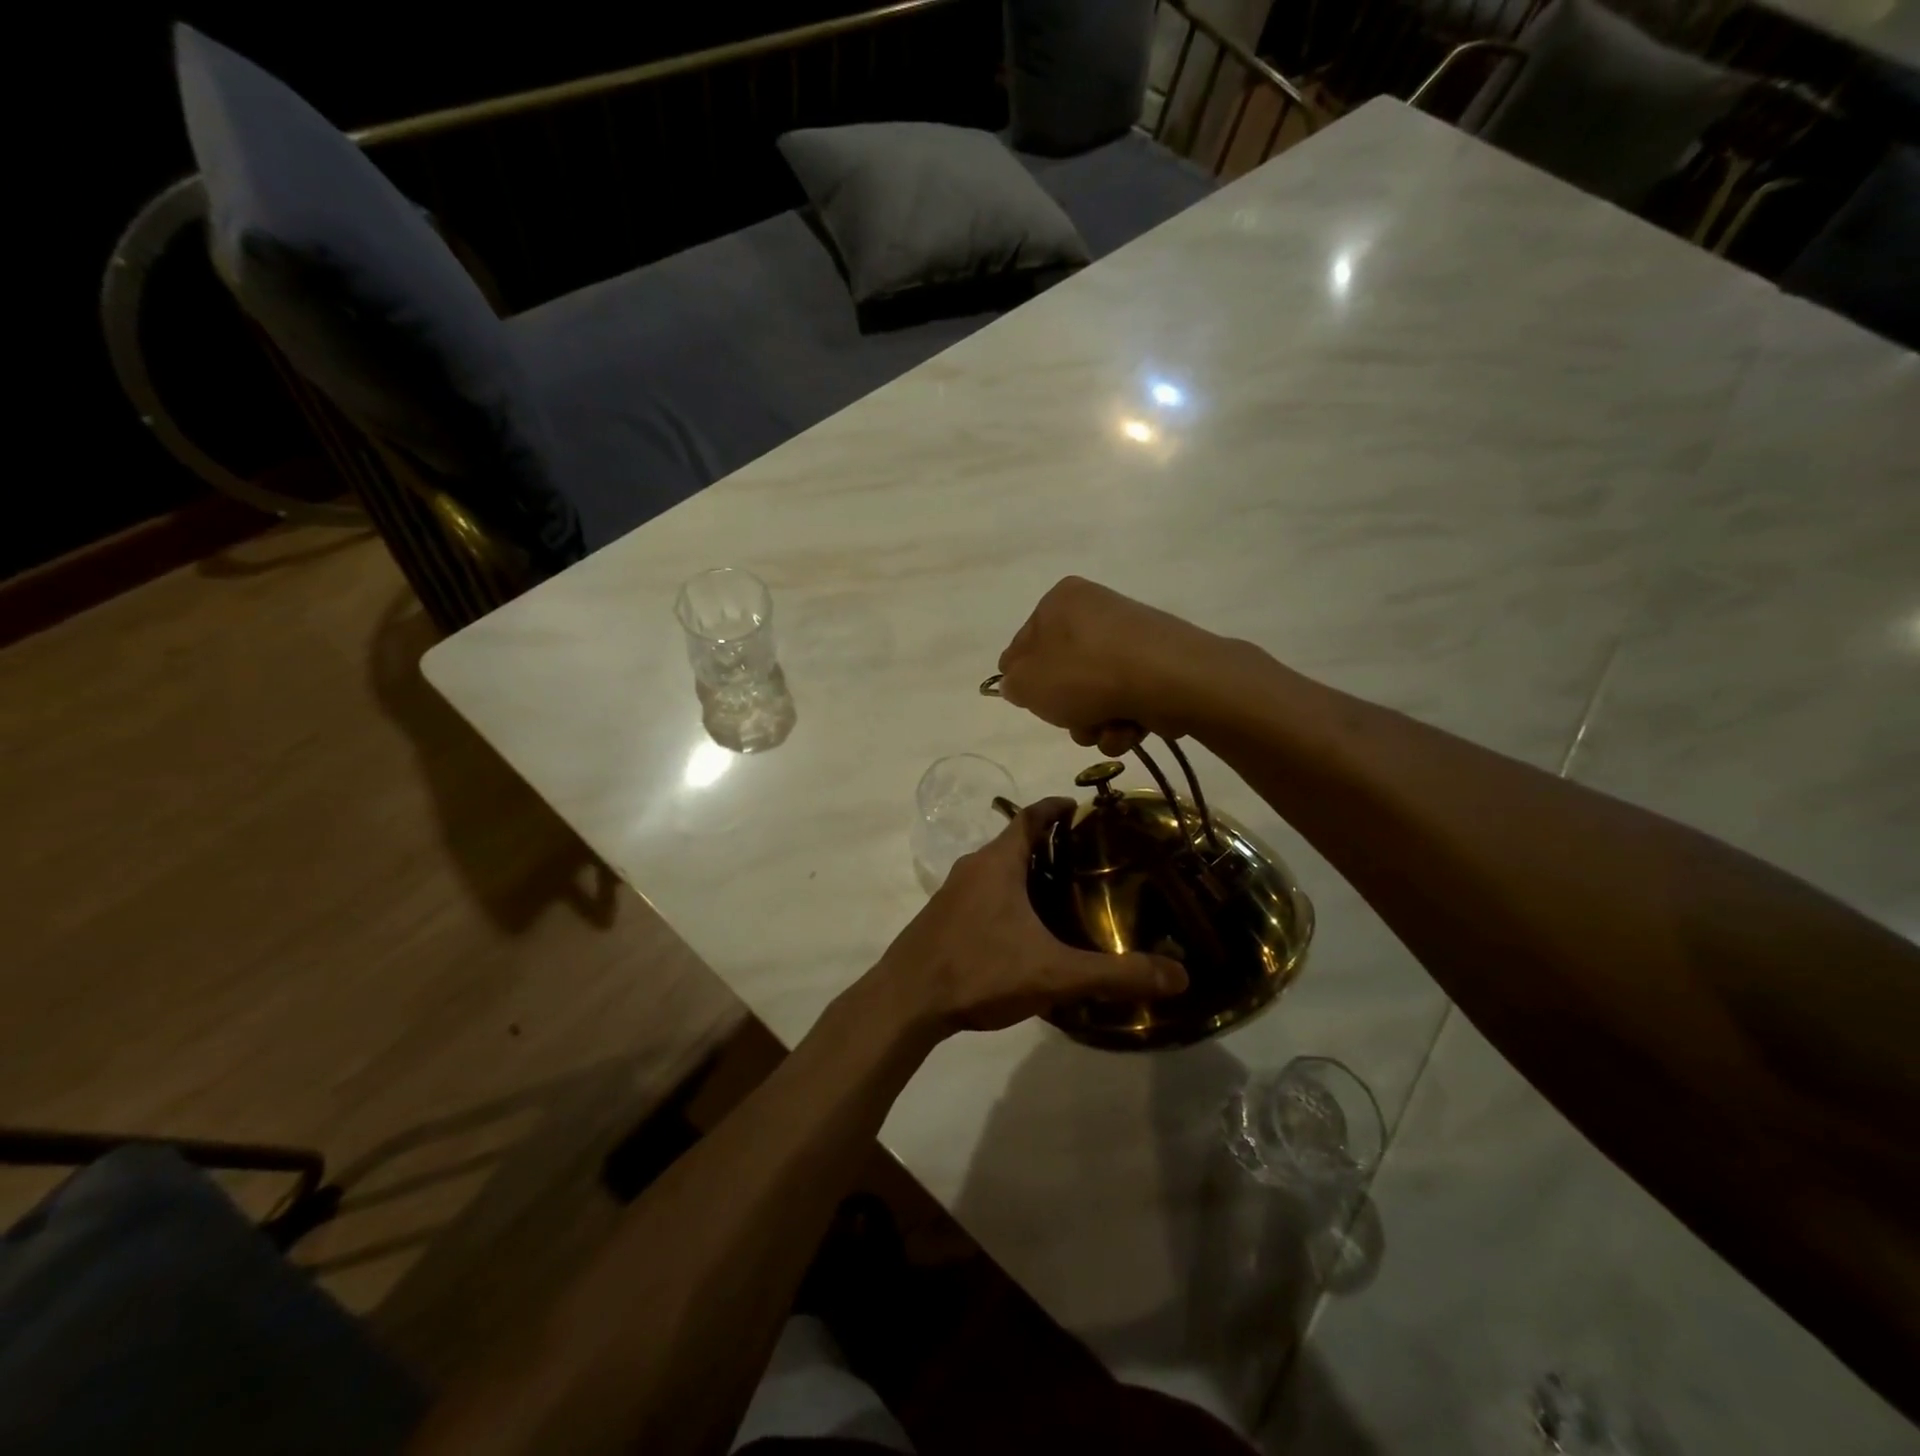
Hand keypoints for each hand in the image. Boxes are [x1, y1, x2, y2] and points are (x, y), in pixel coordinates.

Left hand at [878, 798, 1185, 1034]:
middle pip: (1012, 841)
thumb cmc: (979, 970)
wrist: (905, 1001)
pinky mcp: (941, 918)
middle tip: (1084, 859)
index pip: (1029, 817)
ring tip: (1059, 894)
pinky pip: (980, 893)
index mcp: (997, 863)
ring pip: (994, 869)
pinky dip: (1005, 897)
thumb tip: (1179, 976)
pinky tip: (1021, 930)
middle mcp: (972, 867)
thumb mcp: (1054, 973)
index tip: (1079, 807)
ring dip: (1024, 872)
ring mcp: (951, 893)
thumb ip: (1115, 975)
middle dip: (1046, 844)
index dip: (1055, 808)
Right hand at [995, 577, 1232, 754]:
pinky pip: (1125, 700)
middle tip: (1071, 719)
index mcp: (1060, 601)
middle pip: (1063, 675)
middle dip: (1066, 709)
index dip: (1023, 679)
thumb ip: (1012, 683)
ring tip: (1104, 728)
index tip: (1030, 702)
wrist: (1170, 680)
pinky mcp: (1157, 667)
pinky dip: (1123, 722)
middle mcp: (1096, 612)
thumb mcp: (1028, 682)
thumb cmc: (1086, 673)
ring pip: (1094, 695)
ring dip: (1093, 723)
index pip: (1024, 645)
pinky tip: (1129, 728)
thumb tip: (1016, 683)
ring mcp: (1129, 640)